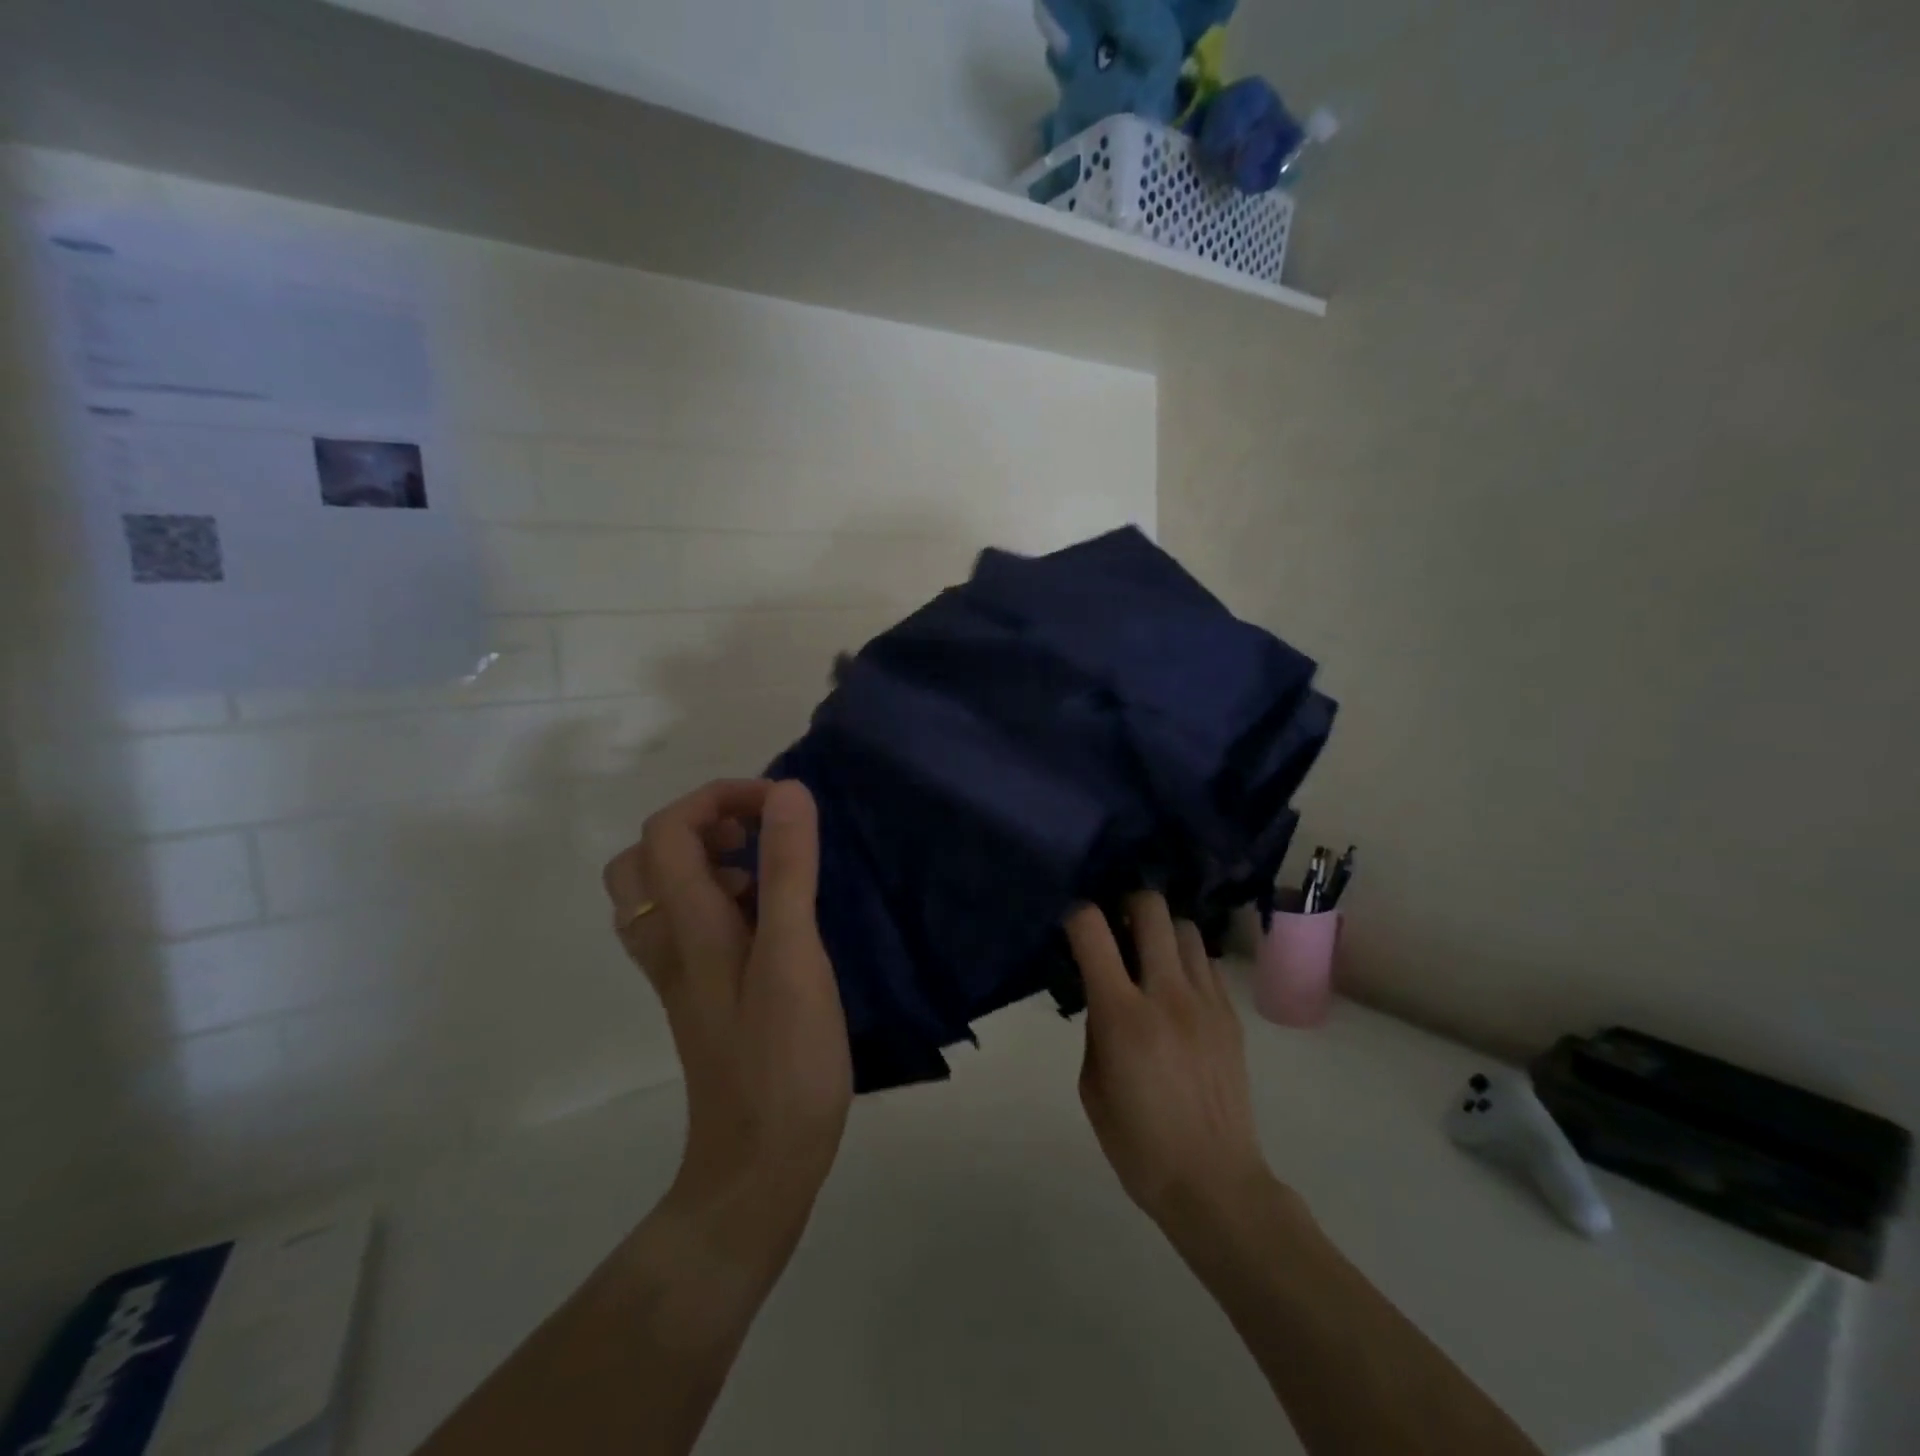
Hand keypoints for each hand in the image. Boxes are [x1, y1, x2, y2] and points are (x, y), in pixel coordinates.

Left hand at [604, 779, 850, 1247]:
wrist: (760, 1164)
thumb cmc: (782, 1058)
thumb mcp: (793, 956)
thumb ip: (788, 872)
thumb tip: (788, 793)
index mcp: (687, 926)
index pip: (669, 829)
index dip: (719, 796)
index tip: (781, 804)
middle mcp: (669, 944)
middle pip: (645, 859)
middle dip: (701, 824)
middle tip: (758, 835)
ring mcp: (681, 973)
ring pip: (659, 894)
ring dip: (705, 862)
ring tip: (765, 874)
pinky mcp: (700, 996)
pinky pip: (687, 925)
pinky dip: (716, 898)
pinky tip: (766, 920)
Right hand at [1066, 892, 1275, 1231]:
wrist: (1215, 1183)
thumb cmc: (1138, 1143)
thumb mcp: (1092, 1084)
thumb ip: (1096, 1026)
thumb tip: (1103, 992)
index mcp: (1123, 1015)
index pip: (1092, 929)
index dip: (1075, 913)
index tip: (1069, 922)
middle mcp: (1168, 994)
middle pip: (1151, 908)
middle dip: (1126, 903)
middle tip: (1115, 926)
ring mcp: (1206, 1001)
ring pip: (1186, 927)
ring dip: (1161, 931)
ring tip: (1148, 955)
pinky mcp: (1231, 1015)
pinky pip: (1206, 963)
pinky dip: (1186, 961)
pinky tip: (1176, 988)